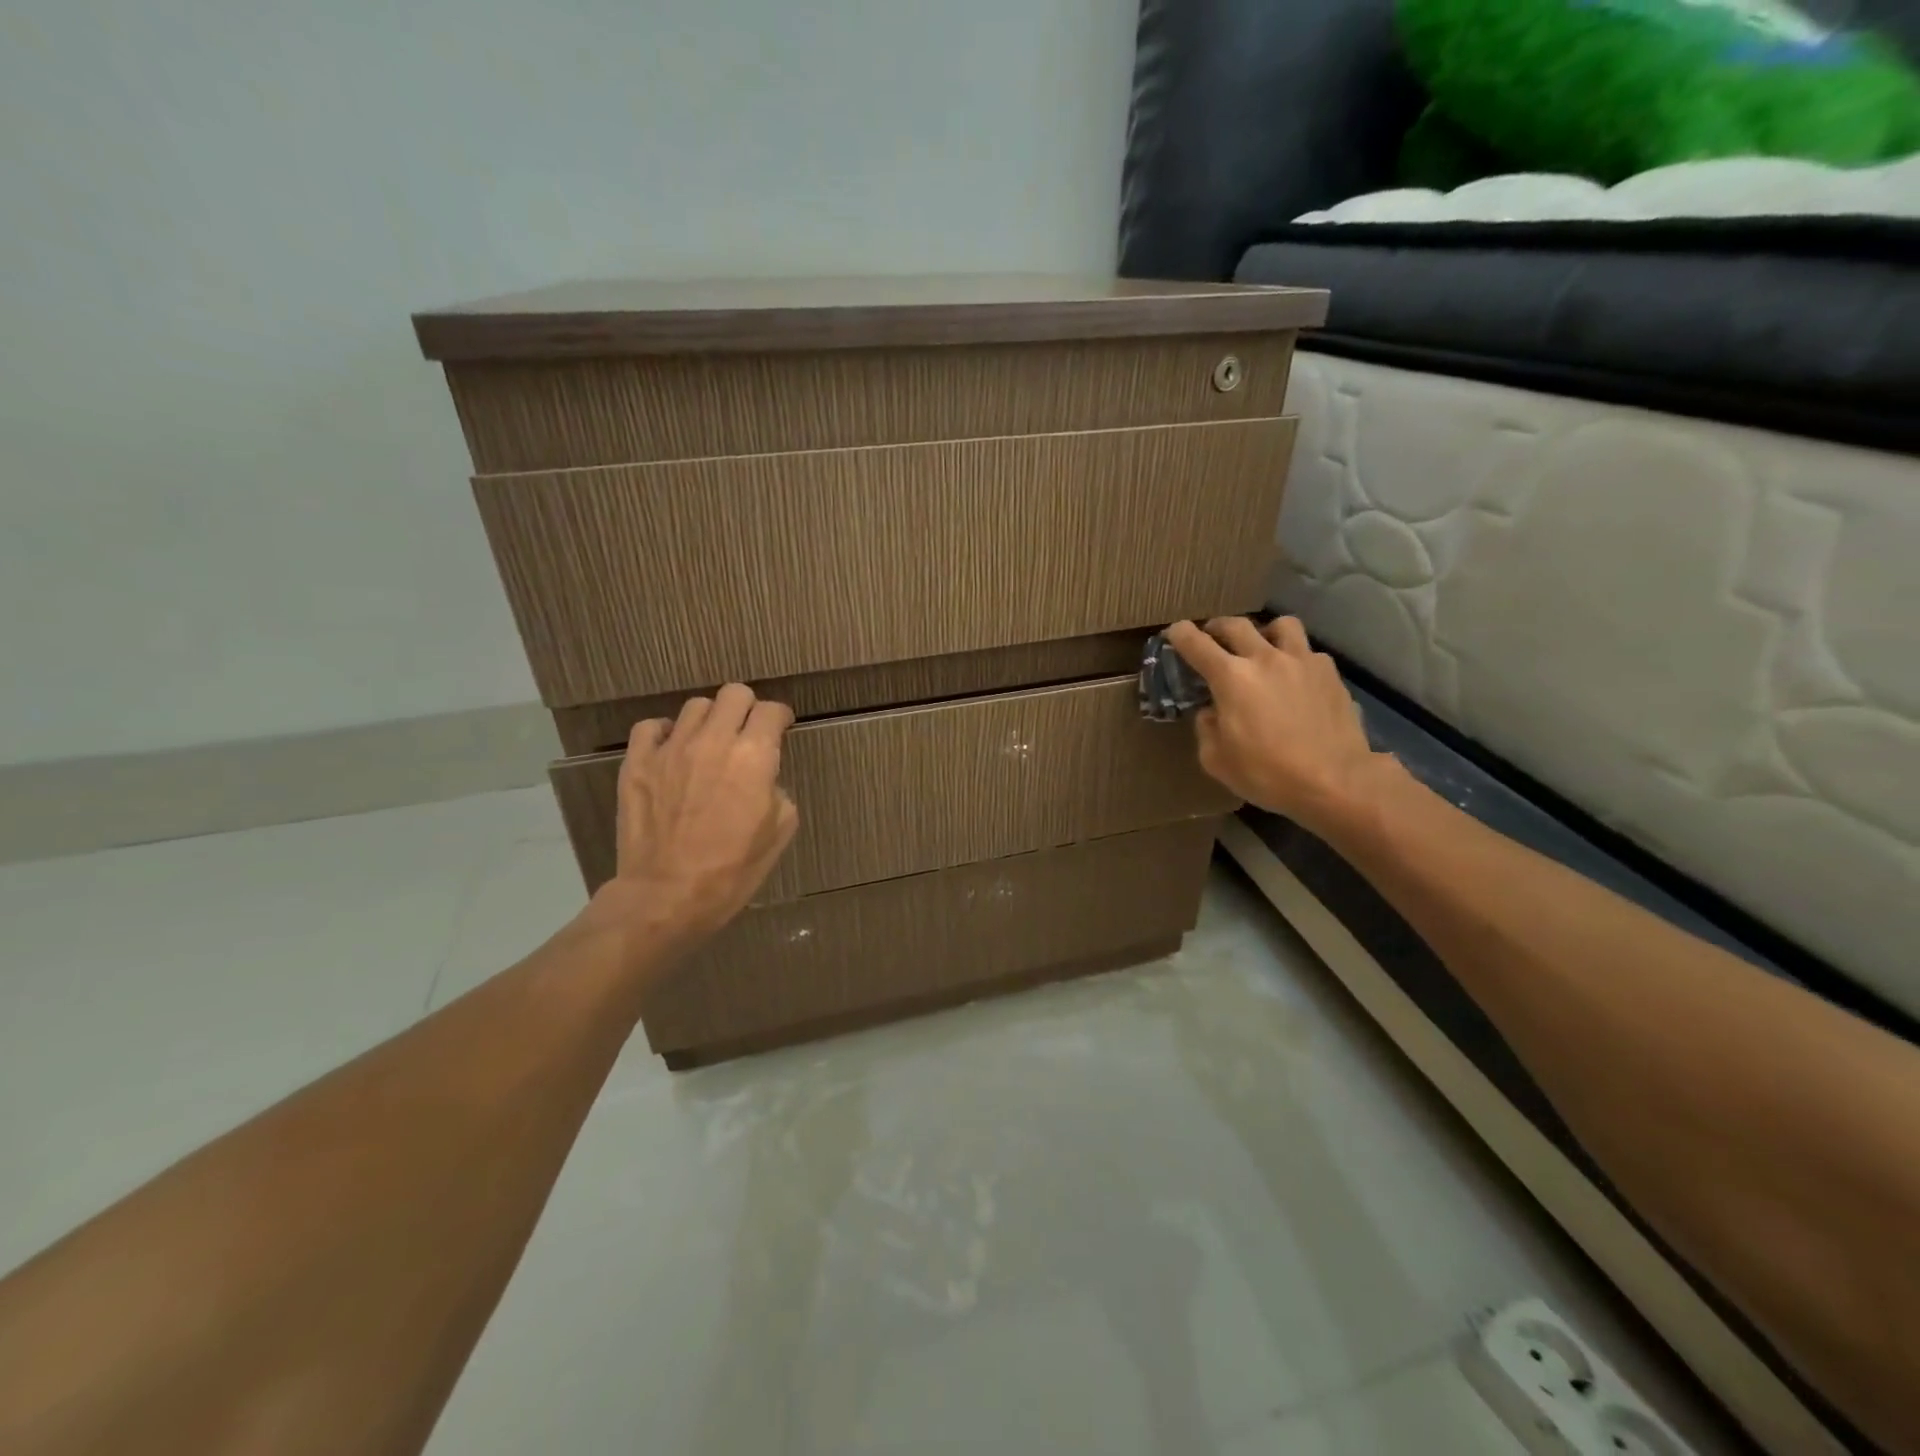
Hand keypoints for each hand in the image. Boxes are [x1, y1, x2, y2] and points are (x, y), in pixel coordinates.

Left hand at [588, 684, 798, 962]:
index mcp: (754, 756)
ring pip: (695, 706)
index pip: (771, 711)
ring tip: (709, 744)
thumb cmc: (732, 871)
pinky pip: (651, 726)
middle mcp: (713, 741)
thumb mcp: (779, 832)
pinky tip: (672, 750)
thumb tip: (763, 779)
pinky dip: (665, 732)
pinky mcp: (637, 762)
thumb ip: (777, 791)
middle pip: (734, 693)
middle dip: (747, 708)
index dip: (780, 718)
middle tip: (747, 733)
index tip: (780, 729)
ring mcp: (671, 748)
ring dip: (710, 720)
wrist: (667, 896)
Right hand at [1164, 617, 1381, 833]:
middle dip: (1217, 627)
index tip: (1175, 632)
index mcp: (1231, 677)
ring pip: (1281, 625)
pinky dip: (1296, 658)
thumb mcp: (1217, 760)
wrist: (1334, 781)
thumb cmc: (1267, 773)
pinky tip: (1296, 679)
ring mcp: (1302, 661)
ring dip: (1265, 632)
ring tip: (1262, 647)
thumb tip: (1211, 712)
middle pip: (1235, 624)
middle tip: (1212, 637)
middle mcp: (1265, 658)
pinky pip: (1308, 652)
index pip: (1196, 643)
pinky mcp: (1330, 673)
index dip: (1181, 634)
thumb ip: (1206, 729)